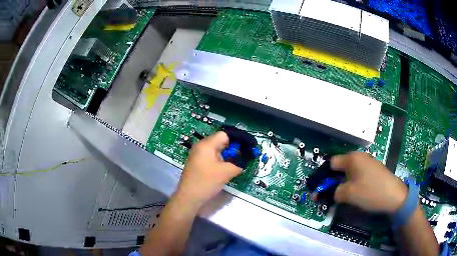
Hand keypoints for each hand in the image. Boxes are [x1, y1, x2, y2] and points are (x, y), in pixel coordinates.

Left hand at [174, 131, 241, 207]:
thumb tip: (246, 159)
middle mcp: (201, 146)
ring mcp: (197, 155)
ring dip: (226, 156)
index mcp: (206, 145)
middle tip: (243, 157)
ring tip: (235, 164)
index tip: (247, 148)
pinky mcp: (197, 163)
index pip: (225, 135)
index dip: (237, 140)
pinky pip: (211, 157)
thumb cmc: (206, 182)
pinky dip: (219, 161)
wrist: (188, 197)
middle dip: (232, 149)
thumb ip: (239, 163)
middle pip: (220, 141)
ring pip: (216, 150)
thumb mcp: (226, 172)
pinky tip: (225, 169)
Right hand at [331, 152, 407, 212]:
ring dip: (343, 183)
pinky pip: (359, 175)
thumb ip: (334, 192)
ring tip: (343, 196)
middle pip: (340, 167)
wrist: (394, 195)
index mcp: (352, 158)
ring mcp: (368, 163)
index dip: (324, 176)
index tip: (321, 189)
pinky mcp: (374, 170)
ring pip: (350, 172)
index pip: (331, 163)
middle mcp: (360, 157)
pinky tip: (356, 193)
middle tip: (330, 195)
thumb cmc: (370, 192)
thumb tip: (327, 193)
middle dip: (333, 181)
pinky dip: (354, 183)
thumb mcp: (349, 194)